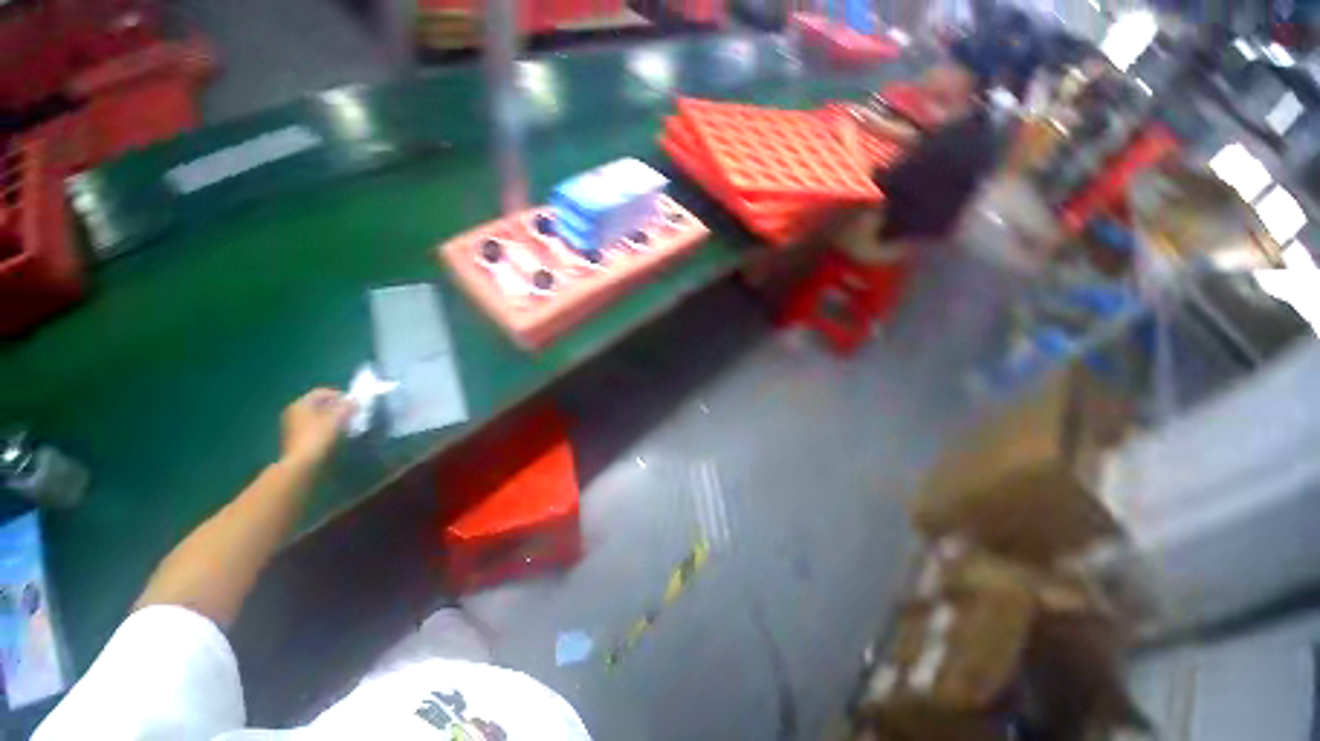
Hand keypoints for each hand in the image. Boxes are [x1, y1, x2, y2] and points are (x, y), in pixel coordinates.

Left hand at [280, 388, 354, 467]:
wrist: (303, 464)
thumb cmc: (319, 436)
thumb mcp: (337, 418)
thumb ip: (346, 406)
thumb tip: (354, 400)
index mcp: (300, 404)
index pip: (322, 392)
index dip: (339, 395)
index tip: (354, 403)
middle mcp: (294, 412)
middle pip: (318, 404)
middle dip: (336, 407)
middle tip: (351, 413)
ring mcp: (293, 426)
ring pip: (317, 416)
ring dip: (332, 418)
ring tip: (346, 424)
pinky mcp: (296, 439)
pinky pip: (314, 427)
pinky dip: (325, 428)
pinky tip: (335, 434)